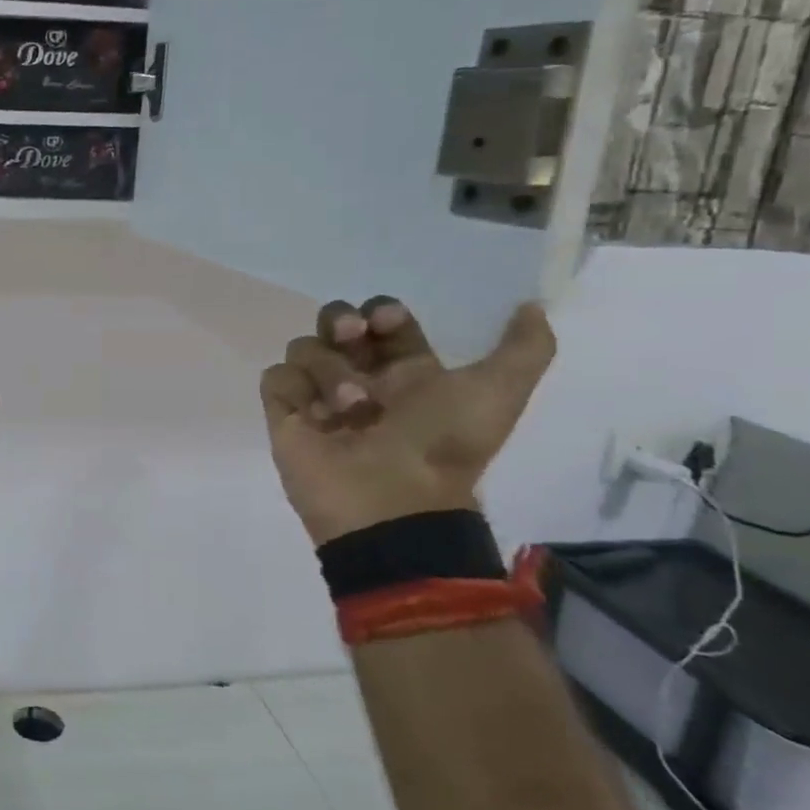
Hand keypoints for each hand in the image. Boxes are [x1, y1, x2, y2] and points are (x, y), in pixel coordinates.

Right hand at [260, 297, 554, 545]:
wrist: (394, 504)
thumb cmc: (442, 445)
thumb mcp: (497, 393)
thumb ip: (526, 348)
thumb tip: (532, 306)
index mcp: (405, 373)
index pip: (382, 320)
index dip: (382, 312)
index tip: (387, 323)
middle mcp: (360, 379)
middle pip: (334, 322)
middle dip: (339, 319)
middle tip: (351, 335)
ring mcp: (318, 398)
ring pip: (305, 348)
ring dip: (327, 368)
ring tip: (349, 405)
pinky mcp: (286, 416)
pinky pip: (277, 377)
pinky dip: (294, 388)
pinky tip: (314, 412)